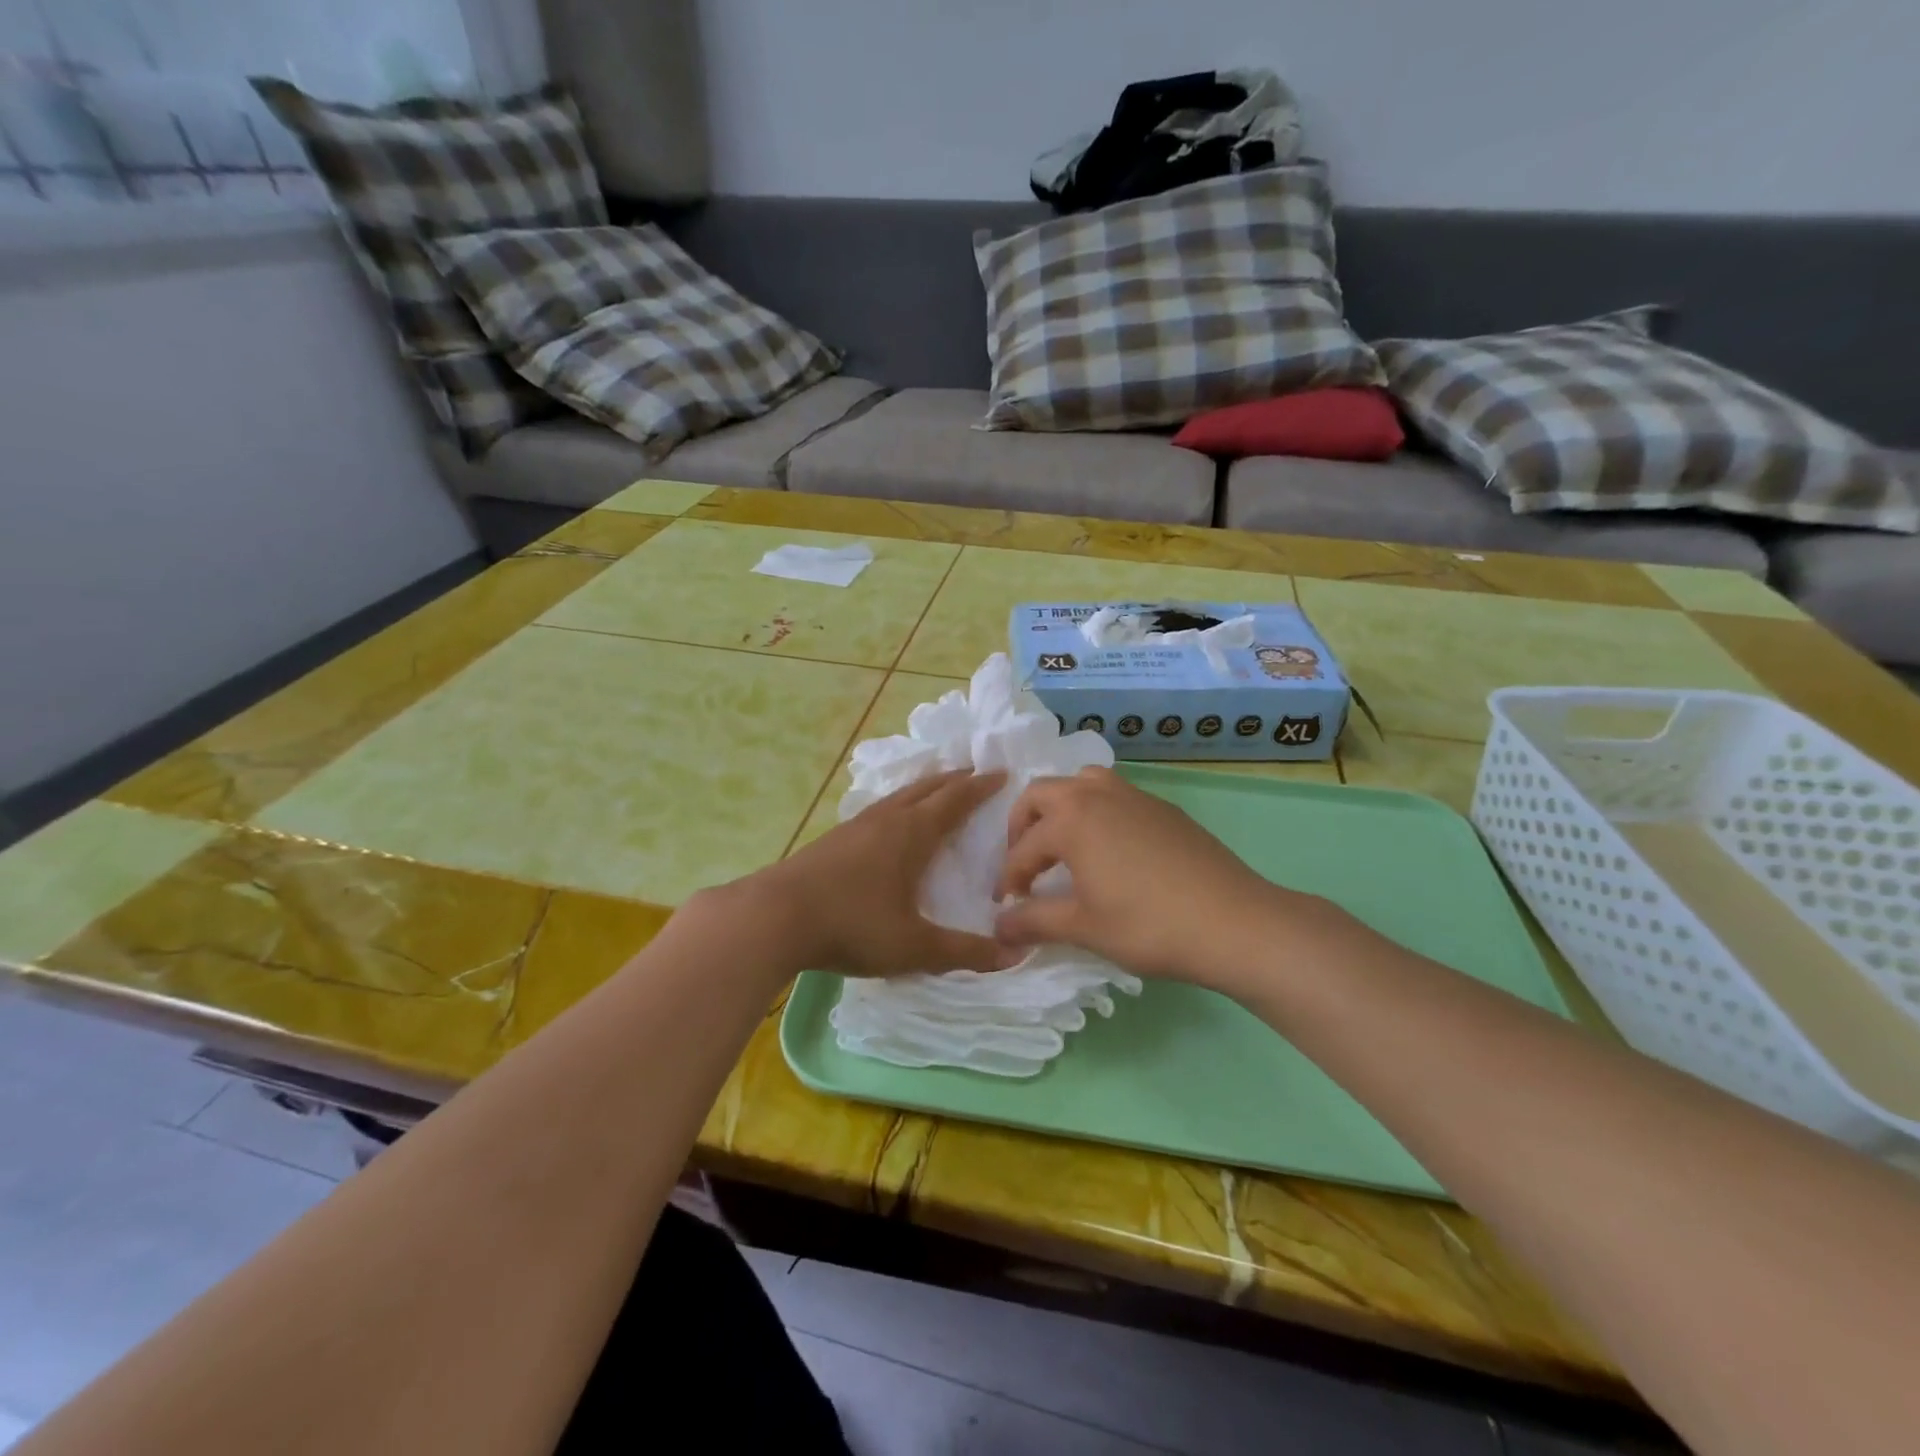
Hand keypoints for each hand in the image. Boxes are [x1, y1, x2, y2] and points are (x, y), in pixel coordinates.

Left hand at [748, 769, 1017, 977]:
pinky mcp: (832, 839)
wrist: (773, 917)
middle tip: (974, 772)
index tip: (1002, 774)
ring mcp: (855, 826)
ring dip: (924, 788)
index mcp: (912, 834)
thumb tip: (1014, 955)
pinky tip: (888, 822)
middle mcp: (886, 820)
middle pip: (926, 788)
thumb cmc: (853, 926)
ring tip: (936, 789)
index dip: (980, 787)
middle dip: (954, 779)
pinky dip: (897, 804)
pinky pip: (877, 809)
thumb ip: (964, 952)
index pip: (955, 800)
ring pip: (898, 796)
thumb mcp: (914, 946)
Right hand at [994, 766, 1335, 987]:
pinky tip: (1109, 850)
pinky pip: (1114, 795)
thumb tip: (998, 927)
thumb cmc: (1148, 925)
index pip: (1023, 848)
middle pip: (1042, 794)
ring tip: (1063, 845)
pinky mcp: (1163, 807)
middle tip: (1025, 864)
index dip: (1008, 878)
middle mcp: (1097, 794)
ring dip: (1060, 808)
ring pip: (1081, 783)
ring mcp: (1134, 795)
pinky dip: (1095, 812)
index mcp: (1071, 819)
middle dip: (1023, 826)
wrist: (1233, 922)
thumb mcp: (1084, 927)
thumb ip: (1034, 922)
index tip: (1005, 906)